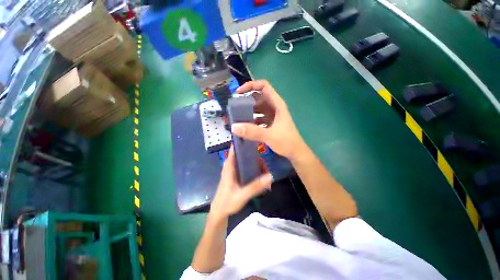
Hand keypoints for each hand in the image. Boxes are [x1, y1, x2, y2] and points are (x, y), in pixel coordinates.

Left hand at [209, 147, 272, 222]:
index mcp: (230, 165)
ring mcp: (235, 170)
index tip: (255, 137)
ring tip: (265, 169)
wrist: (220, 212)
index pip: (235, 147)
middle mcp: (232, 165)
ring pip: (246, 161)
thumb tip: (270, 176)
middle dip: (254, 154)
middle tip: (265, 159)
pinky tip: (261, 175)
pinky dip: (254, 169)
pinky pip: (247, 168)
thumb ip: (255, 186)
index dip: (243, 141)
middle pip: (244, 153)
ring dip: (256, 163)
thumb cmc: (227, 202)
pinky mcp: (237, 175)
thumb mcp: (242, 195)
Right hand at [232, 80, 305, 160]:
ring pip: (258, 108)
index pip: (264, 86)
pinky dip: (251, 120)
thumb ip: (252, 132)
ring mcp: (272, 115)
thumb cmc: (287, 142)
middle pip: (258, 97)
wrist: (295, 152)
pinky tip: (245, 126)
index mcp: (277, 104)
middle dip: (246, 100)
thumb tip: (234, 127)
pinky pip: (258, 118)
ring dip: (248, 111)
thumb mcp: (269, 136)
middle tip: (235, 108)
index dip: (251, 85)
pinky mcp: (270, 123)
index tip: (238, 93)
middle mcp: (274, 107)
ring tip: (237, 117)